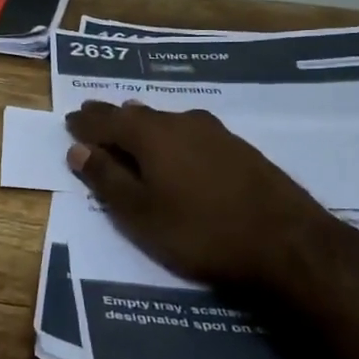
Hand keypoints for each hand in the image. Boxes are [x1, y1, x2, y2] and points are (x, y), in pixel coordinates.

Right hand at [64, 101, 333, 290]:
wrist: (288, 244)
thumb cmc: (200, 231)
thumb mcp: (140, 213)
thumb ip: (106, 179)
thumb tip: (78, 150)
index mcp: (150, 134)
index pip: (106, 120)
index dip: (85, 123)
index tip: (70, 122)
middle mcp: (181, 122)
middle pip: (136, 114)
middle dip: (111, 117)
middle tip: (92, 117)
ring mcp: (215, 133)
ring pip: (166, 120)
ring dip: (142, 123)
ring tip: (129, 125)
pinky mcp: (240, 148)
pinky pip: (190, 132)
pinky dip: (171, 135)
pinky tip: (176, 146)